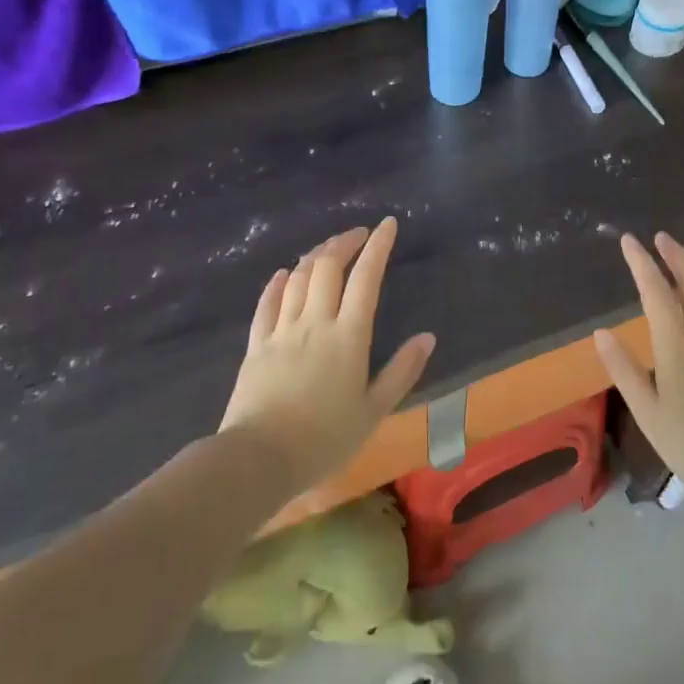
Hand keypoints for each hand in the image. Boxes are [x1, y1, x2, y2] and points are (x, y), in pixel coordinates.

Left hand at [218, 219, 434, 490]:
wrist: (259, 459)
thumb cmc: (324, 439)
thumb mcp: (374, 411)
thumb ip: (401, 371)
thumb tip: (427, 337)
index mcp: (348, 336)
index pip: (366, 278)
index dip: (378, 246)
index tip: (388, 224)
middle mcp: (315, 322)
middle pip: (328, 266)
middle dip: (345, 242)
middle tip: (359, 233)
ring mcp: (282, 330)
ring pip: (298, 278)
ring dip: (316, 256)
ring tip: (329, 249)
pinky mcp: (256, 345)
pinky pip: (266, 303)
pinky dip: (278, 283)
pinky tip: (283, 274)